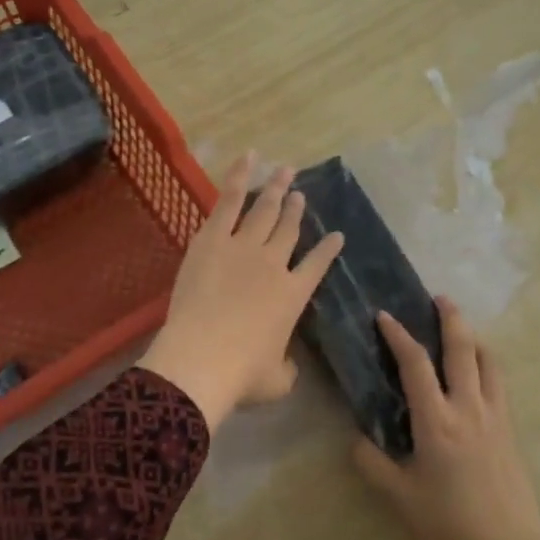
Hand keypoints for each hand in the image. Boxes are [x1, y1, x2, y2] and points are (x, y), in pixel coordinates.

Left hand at [137, 154, 342, 430]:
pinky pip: (229, 201)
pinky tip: (249, 159)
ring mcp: (243, 247)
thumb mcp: (277, 380)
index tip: (337, 235)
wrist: (202, 359)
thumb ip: (287, 367)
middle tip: (300, 192)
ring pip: (264, 210)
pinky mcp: (212, 240)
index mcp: (293, 296)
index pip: (318, 265)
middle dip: (296, 208)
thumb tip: (288, 365)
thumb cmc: (241, 375)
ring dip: (276, 188)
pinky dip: (240, 177)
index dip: (328, 249)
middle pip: (288, 229)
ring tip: (285, 170)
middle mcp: (274, 264)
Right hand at [352, 297, 539, 539]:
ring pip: (489, 363)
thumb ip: (372, 464)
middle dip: (450, 319)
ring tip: (462, 330)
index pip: (416, 365)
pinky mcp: (511, 434)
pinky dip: (487, 366)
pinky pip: (499, 386)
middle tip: (439, 298)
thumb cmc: (449, 525)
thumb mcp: (399, 498)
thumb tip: (357, 439)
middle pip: (462, 349)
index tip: (384, 315)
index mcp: (436, 421)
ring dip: (474, 339)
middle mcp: (469, 409)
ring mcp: (496, 419)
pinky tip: (478, 376)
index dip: (399, 336)